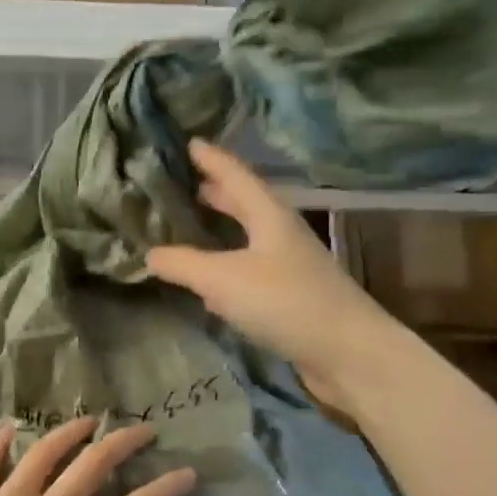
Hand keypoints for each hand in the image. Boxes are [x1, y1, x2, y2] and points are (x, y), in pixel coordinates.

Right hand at [147, 140, 389, 406]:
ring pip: (247, 238)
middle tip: (184, 185)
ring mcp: (289, 266)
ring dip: (221, 231)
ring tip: (191, 228)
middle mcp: (281, 234)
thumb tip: (149, 254)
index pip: (235, 175)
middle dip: (215, 193)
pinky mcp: (290, 298)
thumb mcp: (223, 278)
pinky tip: (210, 284)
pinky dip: (227, 268)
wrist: (347, 352)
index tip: (189, 142)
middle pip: (245, 204)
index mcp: (269, 215)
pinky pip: (250, 271)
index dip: (212, 158)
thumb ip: (182, 264)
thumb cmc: (285, 301)